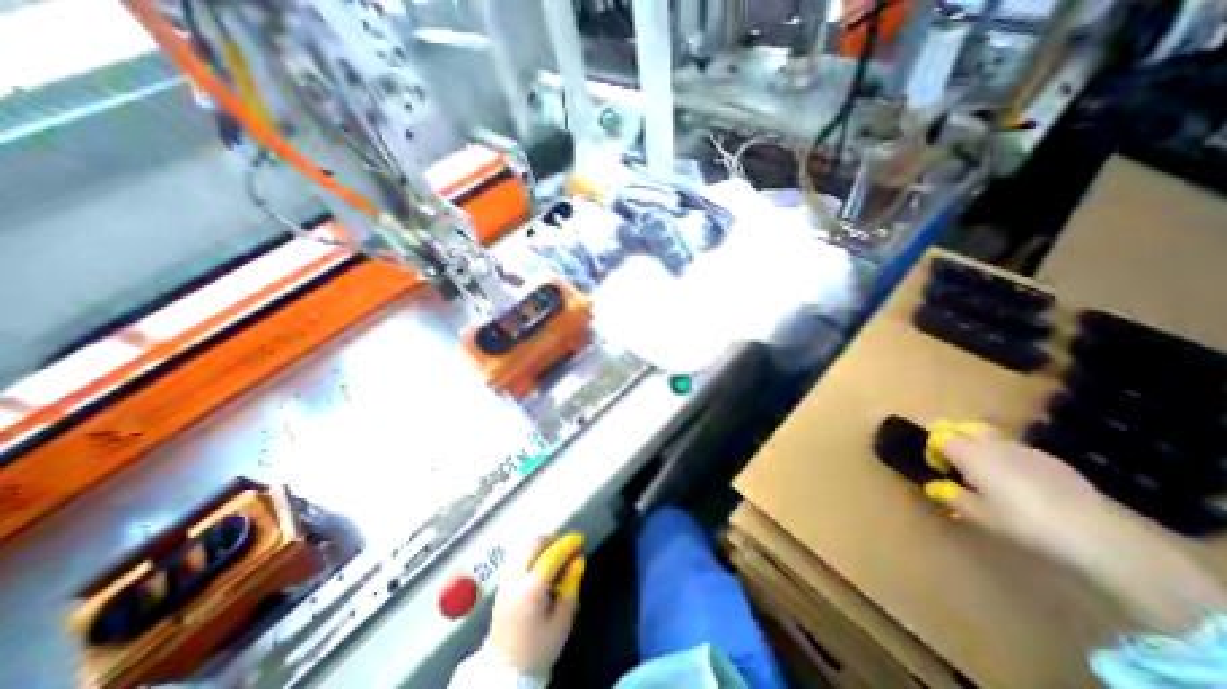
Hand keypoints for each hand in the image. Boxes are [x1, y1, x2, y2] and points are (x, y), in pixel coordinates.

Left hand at [486, 532, 586, 678]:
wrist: (505, 674)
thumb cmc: (538, 649)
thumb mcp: (562, 622)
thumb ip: (571, 587)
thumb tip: (578, 561)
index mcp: (531, 588)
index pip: (552, 554)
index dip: (568, 544)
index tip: (580, 539)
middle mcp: (516, 578)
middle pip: (535, 544)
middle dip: (554, 539)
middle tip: (570, 544)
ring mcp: (506, 581)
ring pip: (525, 549)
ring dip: (543, 545)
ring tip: (559, 553)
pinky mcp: (502, 586)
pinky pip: (519, 558)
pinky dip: (533, 553)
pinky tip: (544, 564)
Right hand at [931, 438, 1114, 568]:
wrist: (1097, 534)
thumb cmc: (1022, 521)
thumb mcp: (979, 514)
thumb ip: (952, 496)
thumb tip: (935, 487)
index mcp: (969, 453)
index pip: (939, 438)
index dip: (933, 451)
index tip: (937, 469)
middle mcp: (992, 444)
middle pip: (964, 428)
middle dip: (955, 439)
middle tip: (955, 463)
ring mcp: (1025, 450)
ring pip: (993, 440)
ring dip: (983, 450)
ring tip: (989, 477)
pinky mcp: (1052, 461)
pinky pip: (1019, 453)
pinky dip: (1010, 461)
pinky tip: (1023, 487)